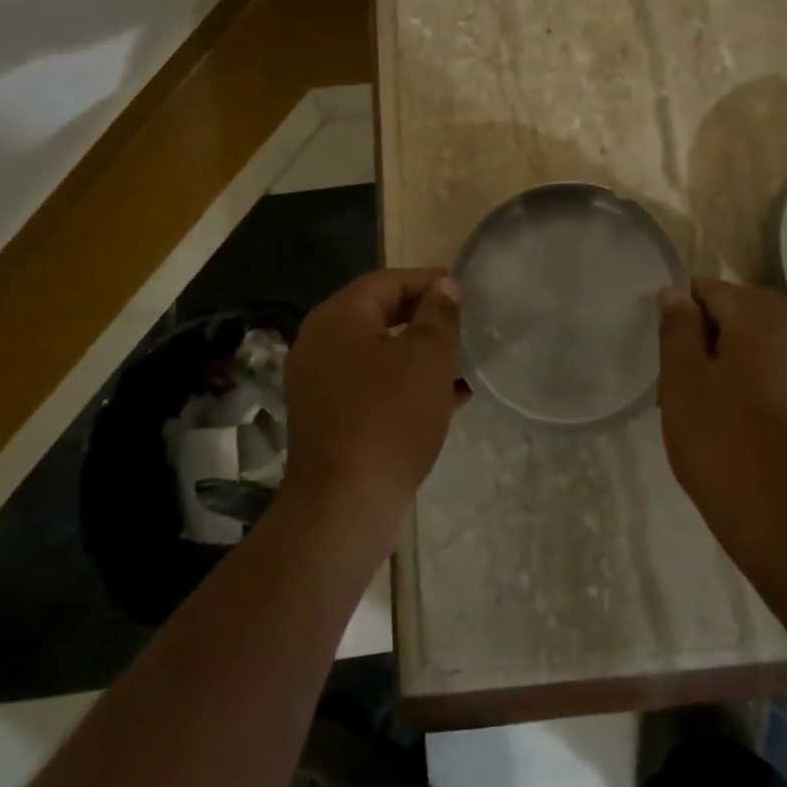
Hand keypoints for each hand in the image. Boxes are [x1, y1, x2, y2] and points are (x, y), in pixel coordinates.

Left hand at [282, 269, 465, 526]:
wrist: (346, 506)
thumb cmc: (390, 417)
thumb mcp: (428, 357)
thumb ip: (439, 314)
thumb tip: (444, 285)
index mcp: (338, 318)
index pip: (387, 280)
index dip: (428, 280)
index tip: (465, 289)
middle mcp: (320, 343)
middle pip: (380, 314)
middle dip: (425, 316)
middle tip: (465, 321)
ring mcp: (321, 383)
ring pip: (379, 352)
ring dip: (420, 352)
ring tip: (463, 358)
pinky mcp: (330, 418)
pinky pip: (372, 385)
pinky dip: (405, 383)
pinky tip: (448, 396)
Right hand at [657, 279, 786, 555]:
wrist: (785, 522)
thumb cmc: (723, 439)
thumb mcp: (683, 377)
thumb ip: (677, 326)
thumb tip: (674, 293)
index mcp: (764, 312)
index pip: (705, 290)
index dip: (677, 319)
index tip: (664, 357)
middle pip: (729, 315)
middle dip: (699, 342)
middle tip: (676, 386)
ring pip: (747, 345)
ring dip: (719, 365)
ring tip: (696, 408)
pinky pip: (767, 371)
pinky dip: (743, 384)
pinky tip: (725, 422)